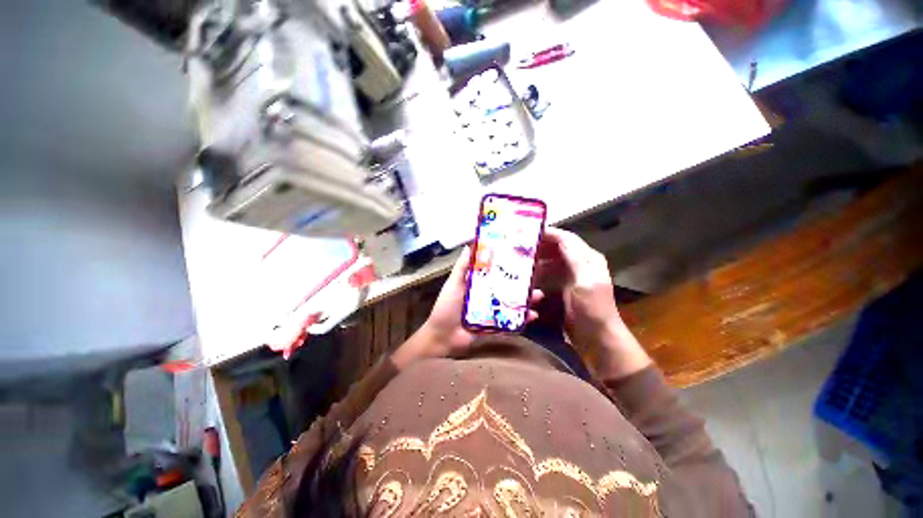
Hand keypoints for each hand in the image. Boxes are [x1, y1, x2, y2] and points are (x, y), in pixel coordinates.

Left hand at [392, 246, 542, 368]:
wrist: (443, 337)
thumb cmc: (446, 308)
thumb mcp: (453, 285)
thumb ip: (461, 268)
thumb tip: (468, 247)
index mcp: (478, 285)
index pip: (495, 272)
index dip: (506, 265)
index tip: (520, 256)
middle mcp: (487, 296)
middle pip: (507, 287)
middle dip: (522, 282)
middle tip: (535, 276)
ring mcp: (493, 311)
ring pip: (513, 303)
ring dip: (527, 300)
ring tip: (538, 295)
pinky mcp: (496, 325)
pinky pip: (512, 321)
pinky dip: (523, 319)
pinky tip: (533, 315)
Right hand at [536, 227, 649, 378]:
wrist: (597, 338)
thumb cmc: (593, 309)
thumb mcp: (585, 282)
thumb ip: (574, 259)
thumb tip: (560, 239)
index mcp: (588, 259)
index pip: (567, 239)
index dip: (550, 233)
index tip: (530, 232)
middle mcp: (580, 264)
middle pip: (558, 247)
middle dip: (541, 245)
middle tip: (521, 245)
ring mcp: (571, 276)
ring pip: (552, 260)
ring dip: (538, 258)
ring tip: (522, 258)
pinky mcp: (564, 287)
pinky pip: (550, 273)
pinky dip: (539, 271)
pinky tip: (529, 274)